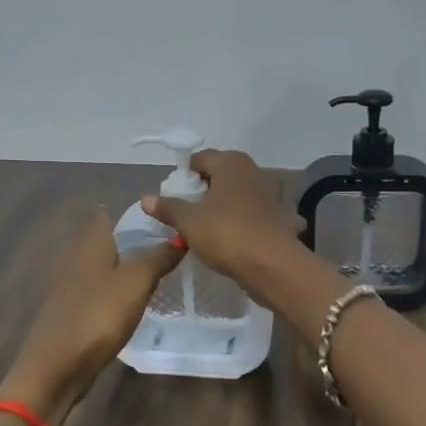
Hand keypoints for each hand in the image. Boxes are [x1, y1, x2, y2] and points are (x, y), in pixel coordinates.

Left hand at [0, 207, 182, 422]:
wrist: (55, 367)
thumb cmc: (98, 315)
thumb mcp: (137, 282)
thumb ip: (159, 256)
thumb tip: (181, 235)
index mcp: (90, 241)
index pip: (110, 212)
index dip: (136, 211)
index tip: (166, 216)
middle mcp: (77, 256)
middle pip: (108, 238)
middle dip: (136, 238)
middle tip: (172, 244)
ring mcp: (72, 284)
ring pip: (105, 264)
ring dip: (128, 265)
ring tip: (161, 271)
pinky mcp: (73, 309)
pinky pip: (101, 288)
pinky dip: (118, 289)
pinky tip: (136, 300)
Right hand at [141, 149, 303, 300]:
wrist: (273, 265)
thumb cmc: (226, 234)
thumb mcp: (189, 222)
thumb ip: (168, 208)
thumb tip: (146, 198)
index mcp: (230, 163)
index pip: (200, 159)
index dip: (184, 176)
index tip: (173, 198)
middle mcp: (253, 171)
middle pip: (220, 176)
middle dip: (203, 192)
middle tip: (186, 215)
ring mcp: (270, 194)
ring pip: (237, 196)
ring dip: (223, 208)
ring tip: (207, 230)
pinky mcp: (280, 217)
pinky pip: (253, 216)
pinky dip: (244, 223)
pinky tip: (235, 240)